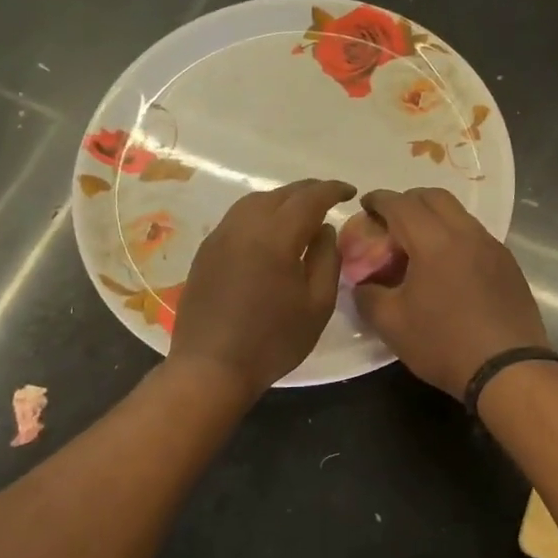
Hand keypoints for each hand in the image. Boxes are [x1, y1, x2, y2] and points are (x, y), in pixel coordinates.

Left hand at [168, 178, 354, 405]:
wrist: (210, 367)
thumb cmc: (272, 340)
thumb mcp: (317, 305)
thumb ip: (326, 259)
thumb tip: (324, 229)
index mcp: (276, 236)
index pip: (309, 197)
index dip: (333, 190)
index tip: (351, 193)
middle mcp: (245, 225)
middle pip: (281, 194)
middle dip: (309, 191)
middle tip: (330, 199)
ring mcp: (220, 236)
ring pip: (255, 201)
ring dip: (282, 199)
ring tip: (301, 212)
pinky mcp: (206, 250)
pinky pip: (238, 217)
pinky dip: (260, 213)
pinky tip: (269, 232)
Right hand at [352, 188, 547, 400]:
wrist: (509, 369)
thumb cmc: (445, 344)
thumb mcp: (392, 325)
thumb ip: (368, 297)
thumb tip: (363, 285)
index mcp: (434, 241)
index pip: (401, 204)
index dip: (379, 200)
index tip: (365, 205)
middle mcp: (466, 233)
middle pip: (434, 197)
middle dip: (408, 201)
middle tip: (391, 221)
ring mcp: (492, 246)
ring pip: (458, 214)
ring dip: (434, 218)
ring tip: (418, 245)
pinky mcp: (508, 263)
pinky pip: (475, 235)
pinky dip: (455, 237)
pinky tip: (448, 267)